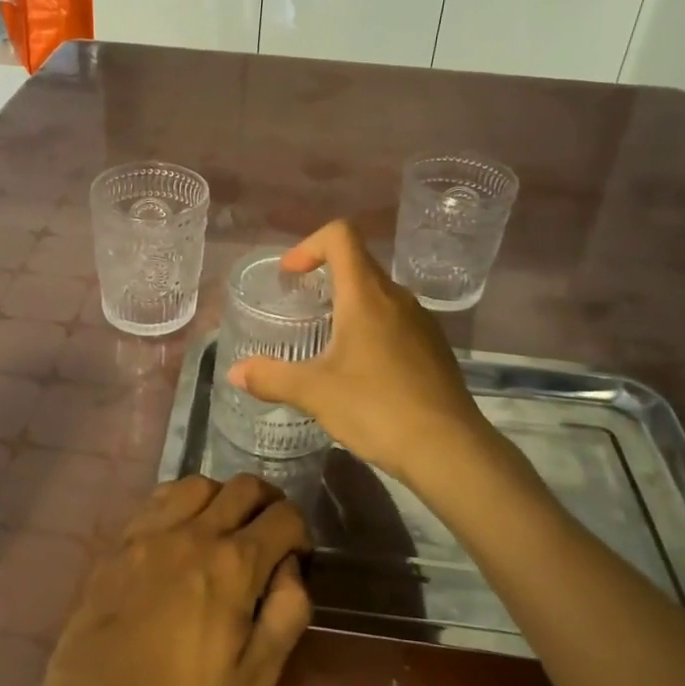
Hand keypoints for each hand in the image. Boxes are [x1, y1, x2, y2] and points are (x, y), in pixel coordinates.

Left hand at [28, 474, 312, 685]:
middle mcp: (197, 532)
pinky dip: (182, 500)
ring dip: (224, 496)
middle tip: (269, 531)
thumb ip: (286, 615)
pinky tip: (181, 527)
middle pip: (245, 487)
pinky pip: (159, 497)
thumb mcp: (253, 680)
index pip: (284, 517)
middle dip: (269, 501)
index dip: (300, 531)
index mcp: (235, 565)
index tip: (297, 556)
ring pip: (200, 483)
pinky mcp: (122, 540)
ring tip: (225, 526)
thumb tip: (292, 569)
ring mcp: (154, 531)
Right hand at [225, 219, 494, 485]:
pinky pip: (397, 320)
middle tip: (301, 306)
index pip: (341, 236)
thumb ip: (271, 377)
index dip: (310, 244)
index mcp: (366, 294)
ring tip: (328, 340)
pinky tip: (363, 370)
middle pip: (359, 263)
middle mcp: (397, 297)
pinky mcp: (435, 348)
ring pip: (380, 294)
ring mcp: (422, 321)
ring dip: (350, 303)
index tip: (291, 275)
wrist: (449, 449)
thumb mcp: (315, 393)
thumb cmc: (377, 408)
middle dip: (325, 275)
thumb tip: (235, 373)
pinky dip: (373, 328)